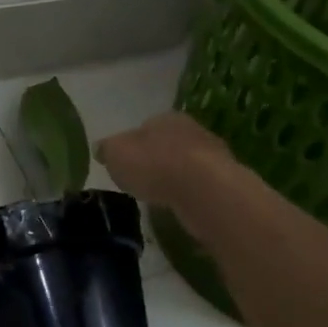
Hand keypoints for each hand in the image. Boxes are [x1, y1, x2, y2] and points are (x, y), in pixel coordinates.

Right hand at [95, 112, 236, 206]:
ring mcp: (214, 158)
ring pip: (187, 166)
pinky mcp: (226, 185)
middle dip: (156, 160)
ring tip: (160, 198)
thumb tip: (101, 149)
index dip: (133, 145)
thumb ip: (107, 150)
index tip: (125, 163)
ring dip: (175, 179)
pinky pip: (200, 188)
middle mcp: (192, 131)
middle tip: (142, 181)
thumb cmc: (154, 164)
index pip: (145, 127)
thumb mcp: (116, 154)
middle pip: (168, 145)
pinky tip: (180, 208)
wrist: (204, 191)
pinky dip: (190, 196)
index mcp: (165, 118)